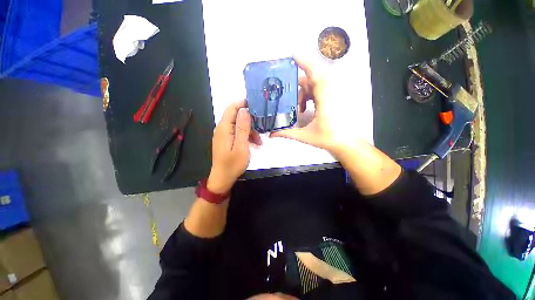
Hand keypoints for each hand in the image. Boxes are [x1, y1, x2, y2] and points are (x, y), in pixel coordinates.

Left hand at [207, 100, 261, 193]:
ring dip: (249, 130)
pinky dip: (246, 135)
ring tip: (259, 141)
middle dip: (250, 120)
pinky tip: (253, 143)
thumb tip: (244, 110)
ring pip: (238, 125)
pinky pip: (237, 132)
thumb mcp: (241, 146)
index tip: (256, 105)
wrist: (223, 178)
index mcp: (224, 128)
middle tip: (261, 128)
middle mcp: (222, 128)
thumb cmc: (232, 164)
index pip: (232, 108)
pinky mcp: (227, 140)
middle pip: (236, 116)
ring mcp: (224, 134)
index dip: (243, 103)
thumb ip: (242, 128)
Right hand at [270, 57, 362, 153]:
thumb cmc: (329, 139)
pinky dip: (309, 95)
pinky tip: (305, 107)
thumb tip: (272, 134)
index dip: (305, 63)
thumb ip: (287, 133)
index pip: (316, 76)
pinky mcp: (333, 97)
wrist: (346, 142)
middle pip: (311, 80)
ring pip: (314, 85)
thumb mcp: (305, 136)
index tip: (293, 55)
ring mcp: (332, 95)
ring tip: (298, 108)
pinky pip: (319, 89)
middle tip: (287, 94)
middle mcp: (330, 94)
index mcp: (324, 101)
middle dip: (298, 86)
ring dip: (303, 93)